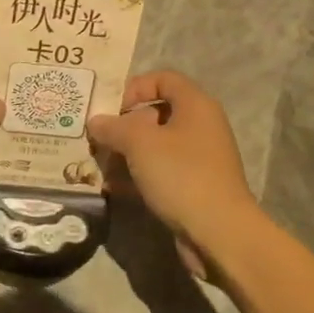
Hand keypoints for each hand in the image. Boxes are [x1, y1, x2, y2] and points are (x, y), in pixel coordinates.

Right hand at [87, 71, 258, 243]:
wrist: (219, 233)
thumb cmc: (181, 175)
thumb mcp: (140, 143)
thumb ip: (113, 127)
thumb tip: (95, 121)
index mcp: (196, 106)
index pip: (164, 79)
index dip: (135, 87)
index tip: (111, 107)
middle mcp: (200, 127)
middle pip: (156, 113)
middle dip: (123, 124)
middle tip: (97, 137)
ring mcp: (198, 159)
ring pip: (155, 145)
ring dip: (125, 152)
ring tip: (98, 164)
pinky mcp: (192, 186)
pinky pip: (159, 171)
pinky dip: (137, 175)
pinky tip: (112, 187)